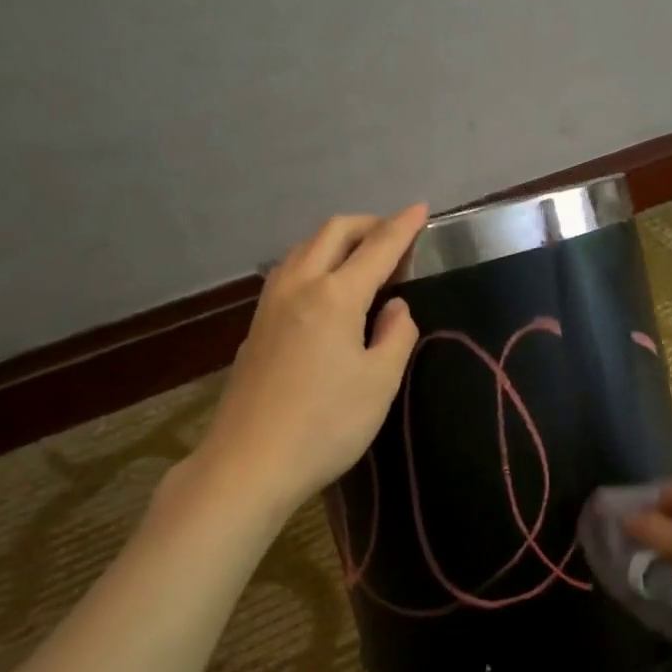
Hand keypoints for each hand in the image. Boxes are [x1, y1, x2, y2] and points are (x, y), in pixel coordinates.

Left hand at [194, 206, 426, 518]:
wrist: (249, 463)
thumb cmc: (326, 424)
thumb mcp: (379, 382)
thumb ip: (396, 335)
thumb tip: (395, 306)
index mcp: (334, 296)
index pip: (377, 247)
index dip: (403, 226)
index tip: (422, 209)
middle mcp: (298, 287)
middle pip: (332, 233)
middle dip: (367, 224)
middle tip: (395, 237)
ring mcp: (270, 305)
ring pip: (304, 249)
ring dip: (336, 241)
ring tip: (362, 260)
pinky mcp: (256, 327)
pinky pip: (289, 273)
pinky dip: (315, 263)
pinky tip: (326, 291)